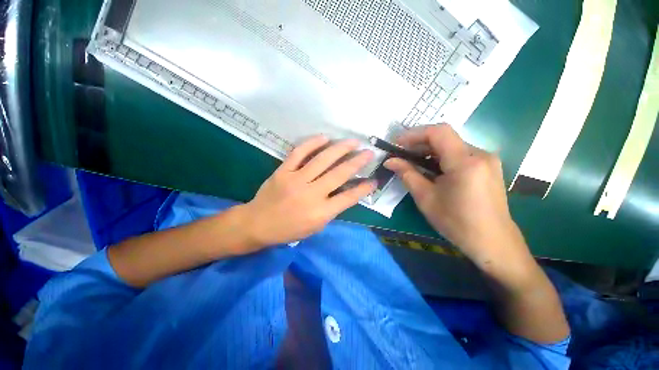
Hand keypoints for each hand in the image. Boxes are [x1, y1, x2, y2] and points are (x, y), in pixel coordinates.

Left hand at [241, 136, 375, 247]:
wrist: (257, 224)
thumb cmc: (288, 229)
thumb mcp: (315, 227)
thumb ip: (331, 209)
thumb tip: (345, 192)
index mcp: (320, 213)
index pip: (348, 198)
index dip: (364, 189)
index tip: (374, 180)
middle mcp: (311, 194)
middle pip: (339, 174)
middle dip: (357, 162)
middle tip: (369, 152)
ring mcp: (296, 180)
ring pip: (322, 160)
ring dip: (340, 148)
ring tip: (353, 141)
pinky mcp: (283, 171)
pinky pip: (299, 153)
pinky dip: (312, 143)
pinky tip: (324, 137)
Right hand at [384, 124, 530, 272]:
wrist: (492, 242)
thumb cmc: (456, 222)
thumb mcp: (426, 198)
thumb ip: (407, 174)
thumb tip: (390, 161)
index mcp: (465, 162)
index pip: (438, 132)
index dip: (414, 134)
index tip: (397, 143)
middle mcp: (480, 154)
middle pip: (445, 137)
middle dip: (420, 143)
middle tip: (402, 155)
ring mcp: (487, 160)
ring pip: (452, 145)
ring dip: (430, 151)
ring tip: (414, 163)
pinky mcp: (489, 167)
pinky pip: (461, 154)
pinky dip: (442, 157)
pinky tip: (433, 170)